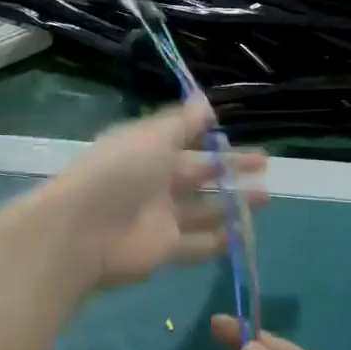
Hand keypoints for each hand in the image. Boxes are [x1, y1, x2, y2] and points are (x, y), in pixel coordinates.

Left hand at [28, 99, 266, 294]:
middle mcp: (155, 180)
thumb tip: (206, 101)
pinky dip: (221, 239)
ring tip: (266, 198)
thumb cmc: (119, 173)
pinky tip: (245, 233)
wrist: (83, 232)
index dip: (212, 138)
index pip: (185, 140)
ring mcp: (160, 216)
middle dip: (231, 170)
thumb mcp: (152, 137)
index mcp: (148, 149)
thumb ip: (183, 122)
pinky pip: (198, 243)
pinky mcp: (164, 248)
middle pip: (200, 173)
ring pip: (204, 208)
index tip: (235, 133)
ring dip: (233, 203)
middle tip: (265, 166)